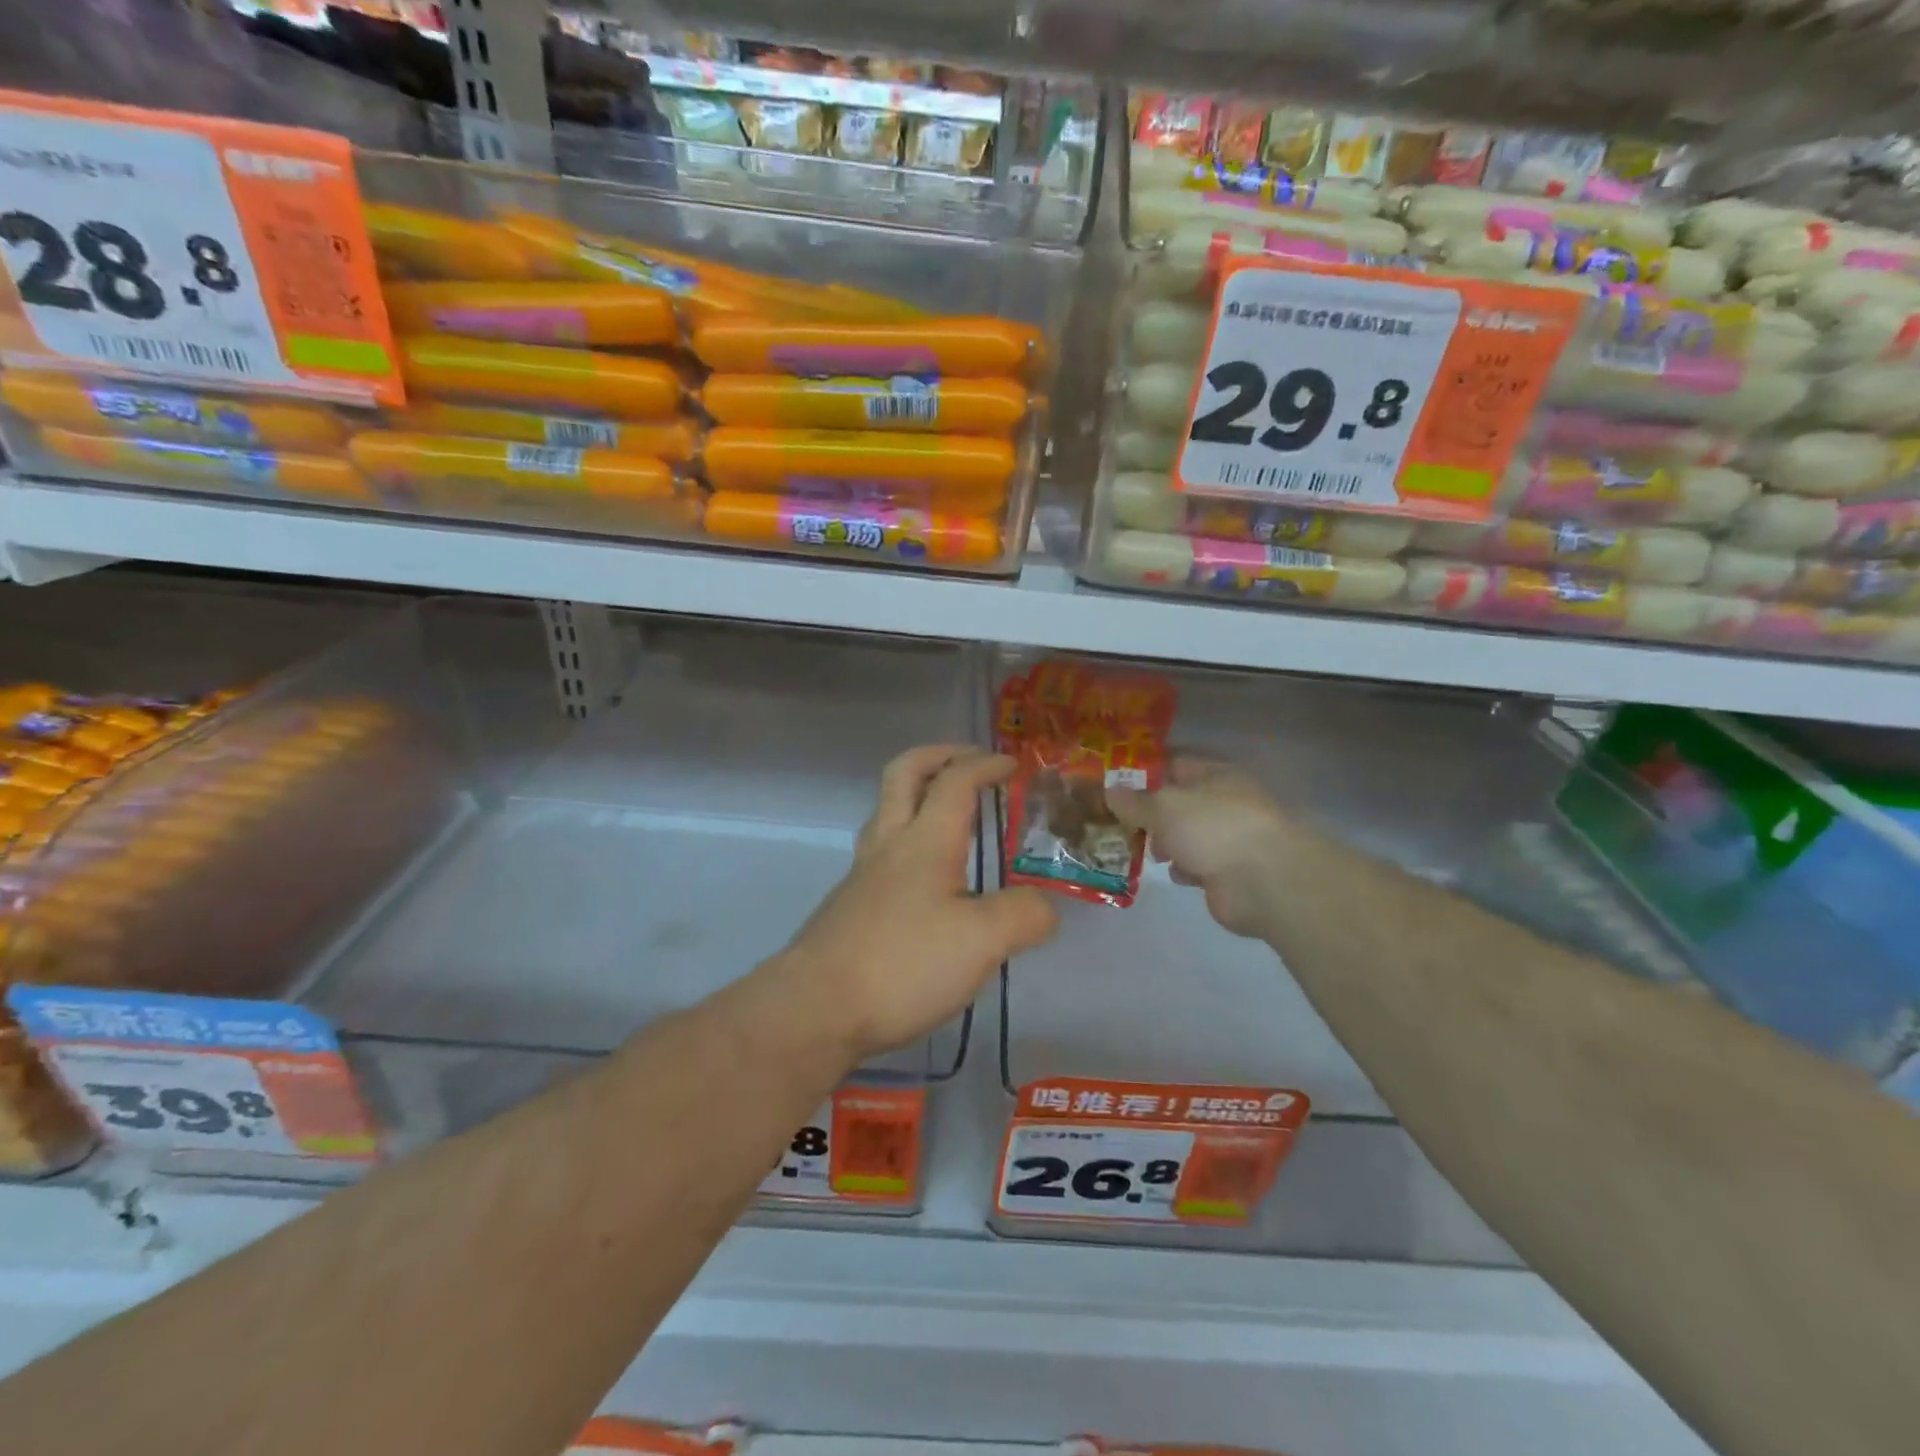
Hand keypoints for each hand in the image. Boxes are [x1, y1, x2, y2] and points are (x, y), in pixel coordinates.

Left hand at [773, 745, 1058, 1060]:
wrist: (816, 1008)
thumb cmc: (903, 963)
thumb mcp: (982, 942)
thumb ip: (1024, 916)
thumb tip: (1044, 906)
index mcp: (925, 840)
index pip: (955, 781)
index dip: (985, 764)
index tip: (1014, 765)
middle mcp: (890, 844)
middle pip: (904, 774)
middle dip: (937, 756)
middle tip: (968, 759)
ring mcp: (864, 873)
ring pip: (887, 810)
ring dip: (918, 794)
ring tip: (951, 813)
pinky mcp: (851, 904)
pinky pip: (883, 849)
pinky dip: (909, 838)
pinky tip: (929, 878)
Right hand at [1107, 756, 1291, 939]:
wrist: (1262, 881)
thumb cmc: (1212, 828)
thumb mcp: (1164, 806)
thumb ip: (1134, 800)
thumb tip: (1109, 790)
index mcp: (1213, 774)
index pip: (1173, 762)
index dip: (1143, 769)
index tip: (1111, 779)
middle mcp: (1222, 801)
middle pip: (1177, 800)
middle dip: (1148, 810)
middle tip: (1116, 817)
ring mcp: (1226, 836)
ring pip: (1184, 833)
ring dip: (1164, 841)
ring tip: (1139, 847)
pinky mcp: (1227, 870)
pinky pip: (1195, 863)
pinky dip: (1182, 867)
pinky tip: (1170, 871)